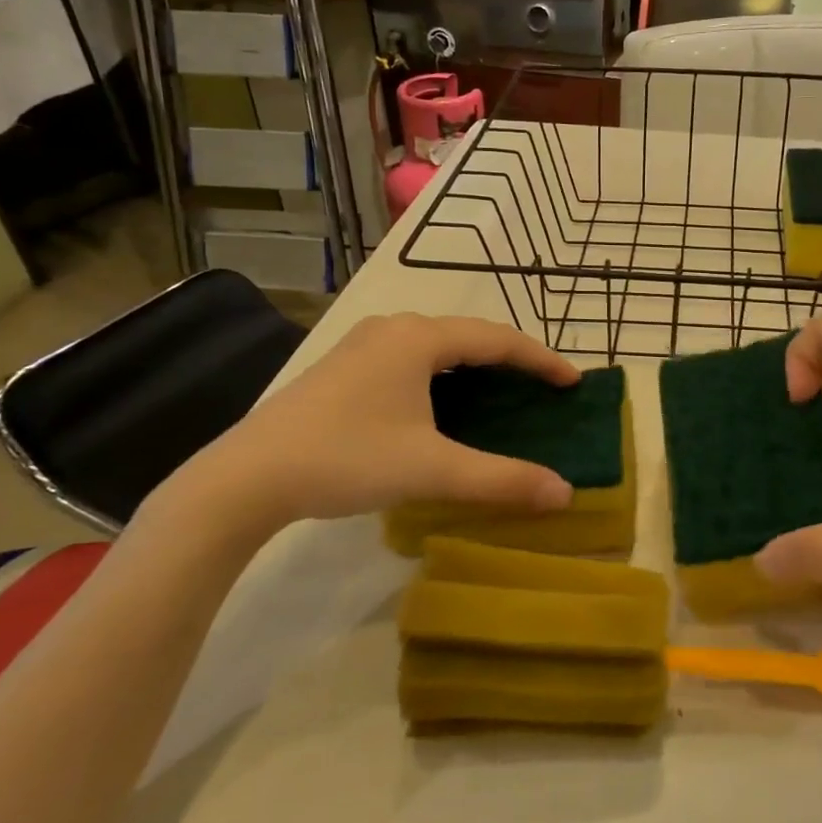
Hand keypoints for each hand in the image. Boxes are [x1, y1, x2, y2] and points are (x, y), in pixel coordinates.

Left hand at [161, 314, 579, 537]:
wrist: (247, 477)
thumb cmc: (347, 459)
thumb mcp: (432, 470)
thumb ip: (501, 479)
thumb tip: (565, 494)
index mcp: (419, 338)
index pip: (499, 339)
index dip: (542, 360)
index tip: (574, 382)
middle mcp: (393, 328)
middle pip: (470, 336)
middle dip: (511, 361)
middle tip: (543, 389)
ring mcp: (364, 344)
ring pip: (438, 346)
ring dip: (476, 367)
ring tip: (503, 394)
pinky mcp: (344, 366)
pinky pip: (412, 357)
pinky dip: (444, 374)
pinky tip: (445, 403)